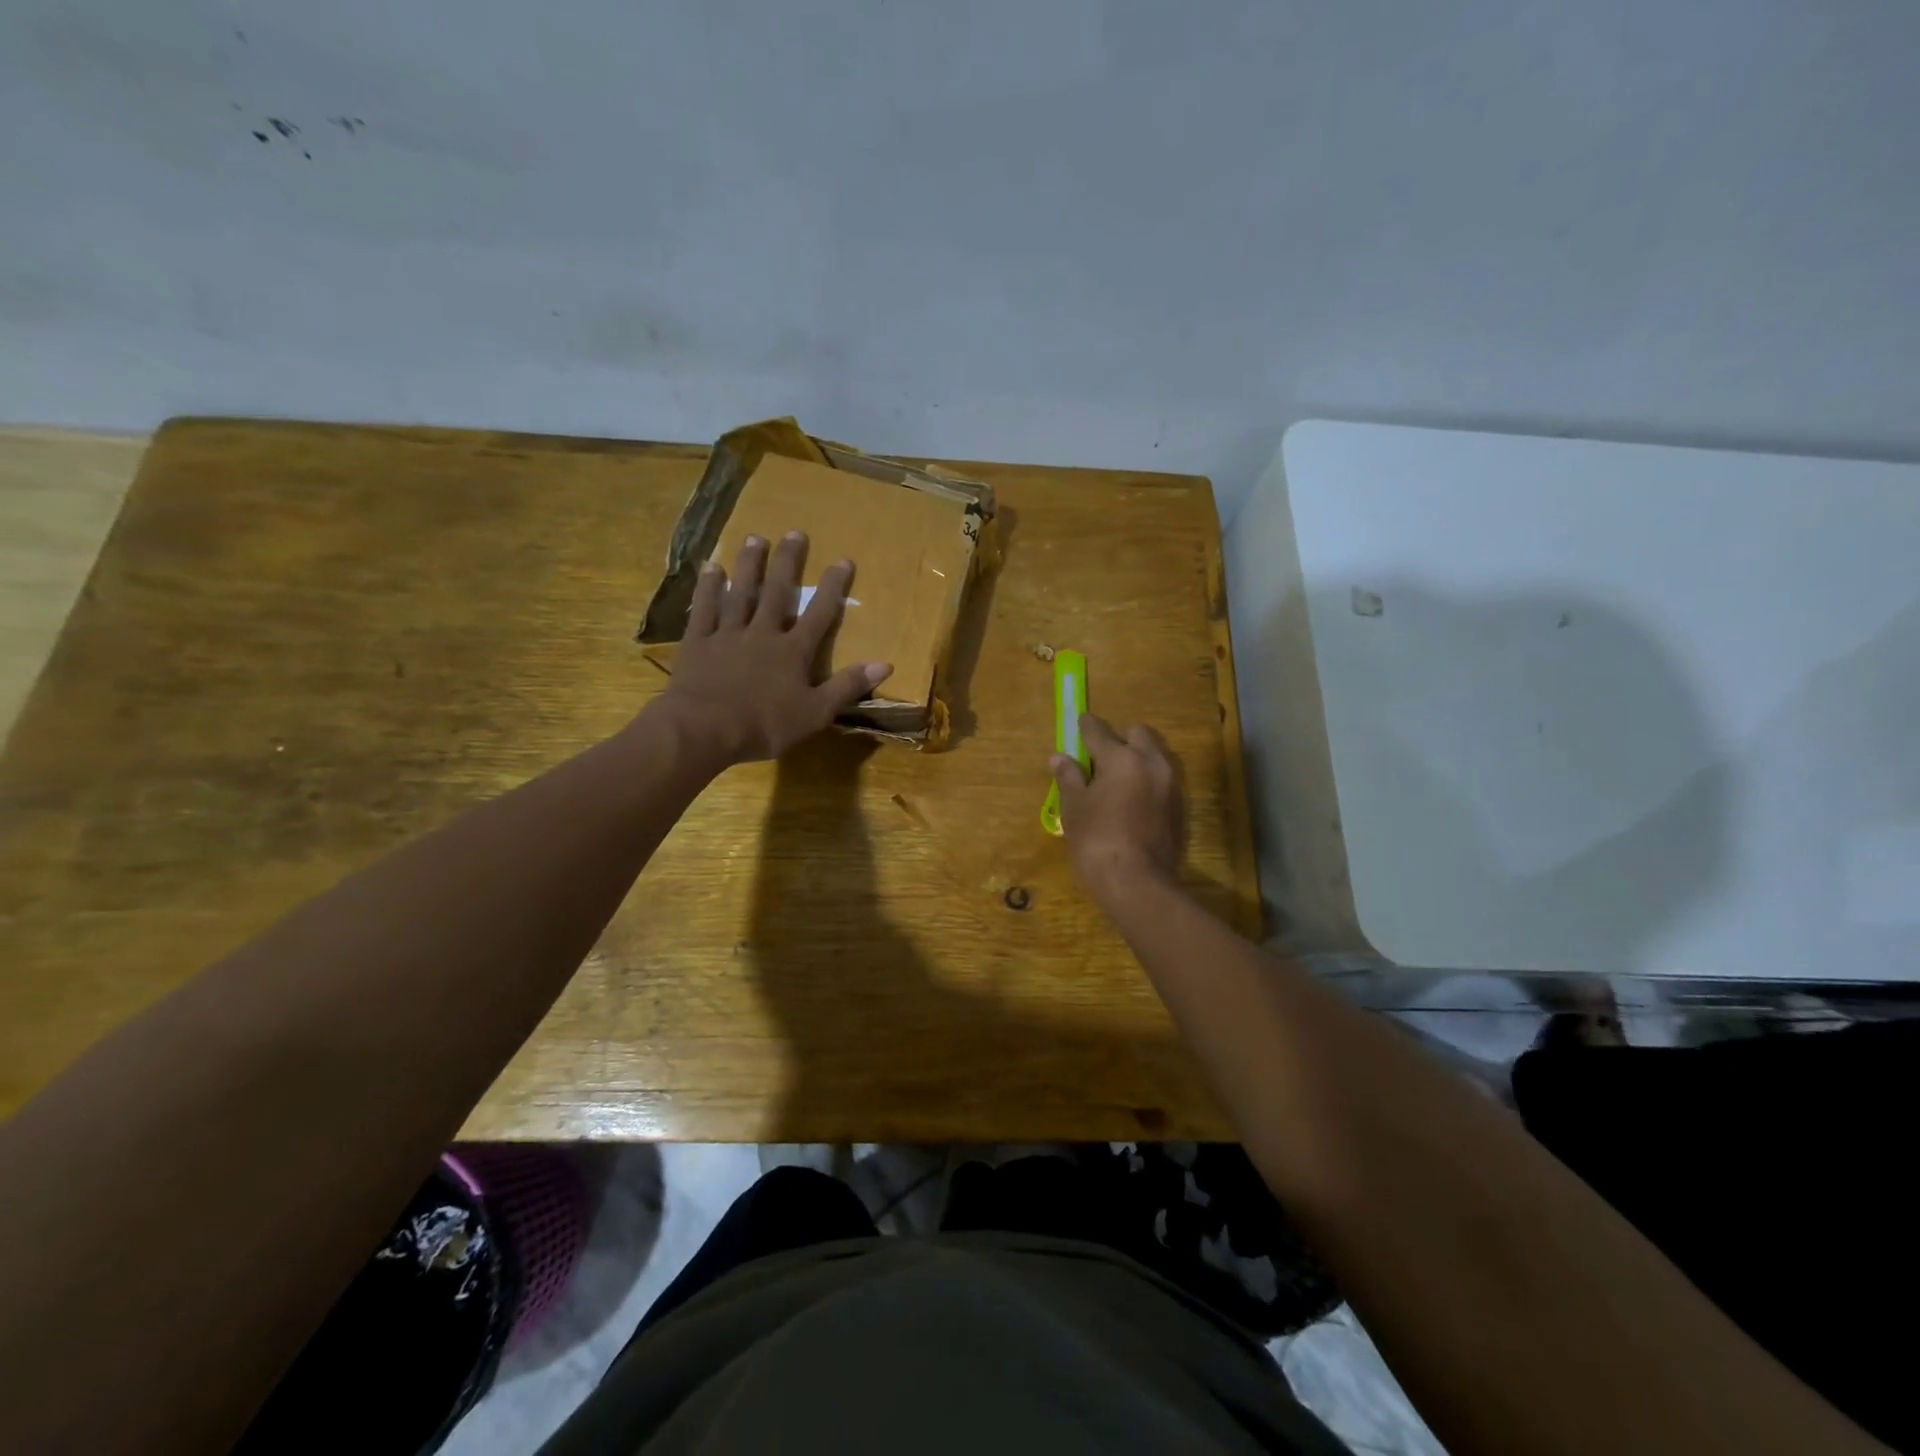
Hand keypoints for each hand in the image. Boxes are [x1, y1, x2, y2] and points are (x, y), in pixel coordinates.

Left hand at [655, 532, 891, 764]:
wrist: (704, 729)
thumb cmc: (765, 725)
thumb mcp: (816, 713)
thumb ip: (847, 686)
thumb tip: (884, 664)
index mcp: (793, 651)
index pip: (819, 613)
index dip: (833, 587)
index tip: (843, 561)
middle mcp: (763, 633)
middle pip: (778, 592)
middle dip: (788, 562)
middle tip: (795, 533)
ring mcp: (728, 634)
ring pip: (741, 593)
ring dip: (749, 565)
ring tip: (755, 538)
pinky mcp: (698, 642)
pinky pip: (704, 609)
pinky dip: (708, 588)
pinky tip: (711, 567)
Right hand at [1050, 714, 1184, 902]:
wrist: (1137, 884)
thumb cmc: (1097, 842)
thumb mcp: (1074, 808)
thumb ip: (1069, 778)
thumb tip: (1059, 758)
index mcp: (1122, 758)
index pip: (1100, 731)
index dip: (1086, 726)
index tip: (1080, 722)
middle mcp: (1152, 763)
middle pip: (1138, 734)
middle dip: (1119, 738)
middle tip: (1099, 756)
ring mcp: (1171, 785)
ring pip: (1155, 755)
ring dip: (1137, 757)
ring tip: (1116, 776)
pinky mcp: (1179, 806)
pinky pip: (1162, 778)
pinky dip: (1147, 779)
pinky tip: (1132, 797)